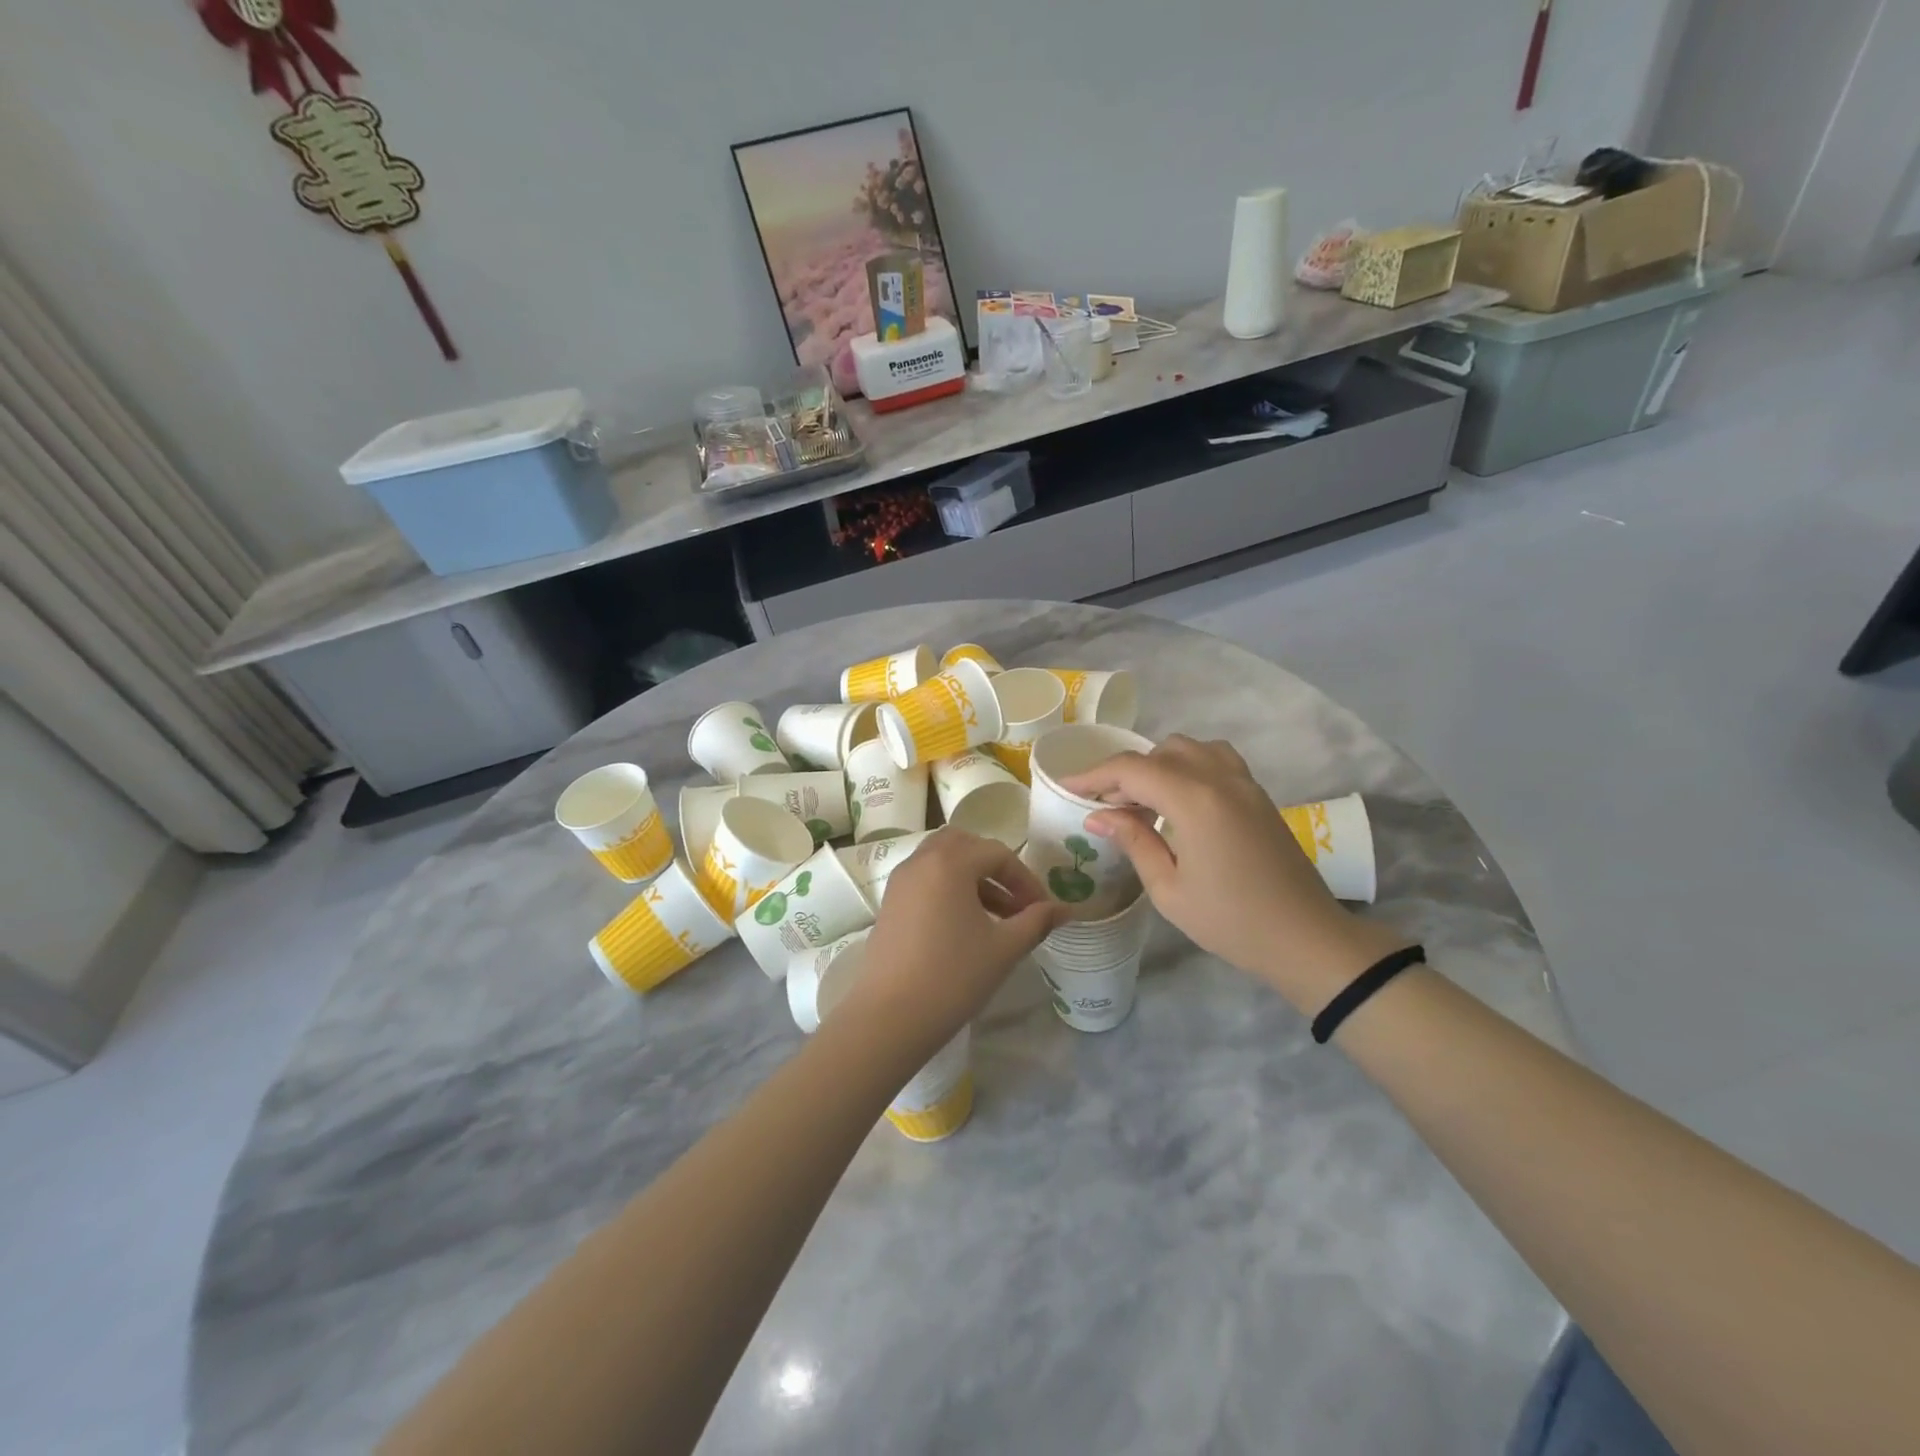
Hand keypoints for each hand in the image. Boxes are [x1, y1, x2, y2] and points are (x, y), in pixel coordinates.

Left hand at [842, 830, 1068, 1058]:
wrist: (890, 1017)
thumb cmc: (953, 977)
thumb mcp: (1004, 948)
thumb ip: (1036, 921)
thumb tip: (1065, 909)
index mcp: (950, 862)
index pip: (998, 853)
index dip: (1026, 879)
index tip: (1042, 909)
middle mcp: (921, 861)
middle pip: (965, 845)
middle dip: (995, 867)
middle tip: (1016, 900)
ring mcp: (900, 881)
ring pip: (942, 860)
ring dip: (972, 876)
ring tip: (996, 915)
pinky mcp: (890, 903)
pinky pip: (925, 878)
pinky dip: (949, 887)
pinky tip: (965, 925)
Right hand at [1061, 736, 1406, 1012]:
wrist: (1305, 938)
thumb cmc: (1231, 922)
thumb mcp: (1169, 890)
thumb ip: (1133, 841)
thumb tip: (1097, 815)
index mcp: (1194, 801)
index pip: (1132, 769)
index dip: (1094, 775)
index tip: (1067, 789)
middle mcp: (1219, 778)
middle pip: (1159, 752)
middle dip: (1124, 772)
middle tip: (1105, 806)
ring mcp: (1244, 782)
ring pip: (1189, 748)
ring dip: (1158, 764)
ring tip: (1142, 800)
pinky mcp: (1258, 793)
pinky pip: (1215, 758)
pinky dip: (1188, 765)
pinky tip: (1179, 798)